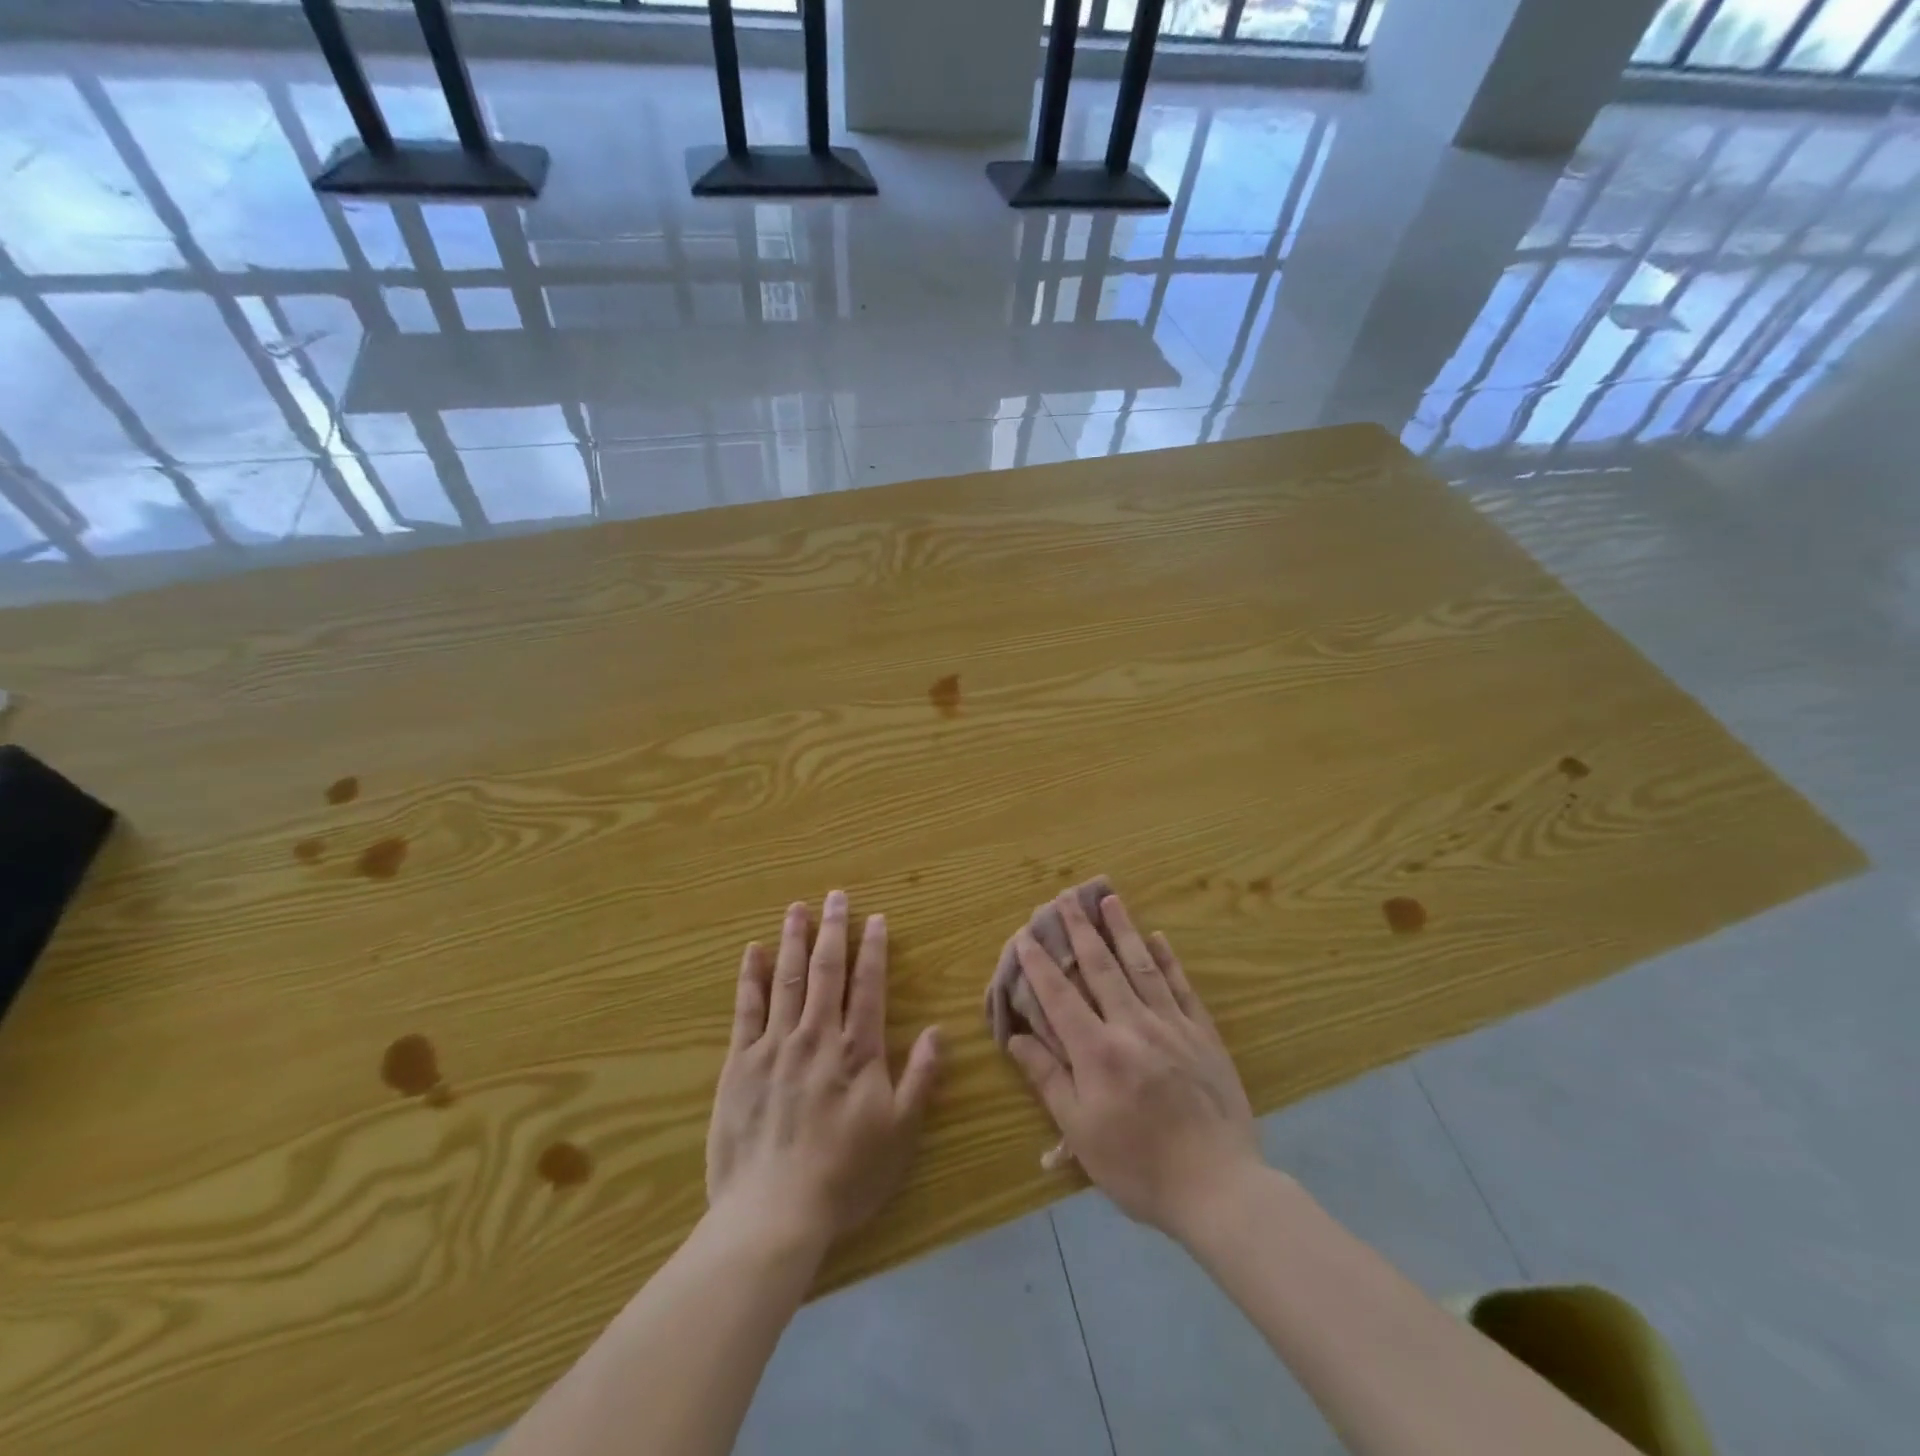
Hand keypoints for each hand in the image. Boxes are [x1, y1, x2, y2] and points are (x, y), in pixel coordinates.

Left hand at [706, 892, 941, 1251]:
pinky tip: (754, 952)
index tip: (874, 918)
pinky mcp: (739, 1063)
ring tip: (798, 908)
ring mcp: (774, 1046)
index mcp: (857, 1051)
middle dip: (833, 930)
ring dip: (794, 940)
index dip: (873, 949)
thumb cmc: (844, 1176)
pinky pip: (746, 1010)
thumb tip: (939, 1030)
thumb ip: (920, 1078)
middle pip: (827, 971)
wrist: (773, 1214)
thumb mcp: (899, 1133)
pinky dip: (751, 977)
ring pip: (788, 979)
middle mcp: (816, 1036)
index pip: (868, 986)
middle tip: (836, 896)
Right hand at [1003, 890, 1260, 1240]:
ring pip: (1142, 966)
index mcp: (1098, 1051)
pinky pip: (1182, 987)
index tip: (1025, 935)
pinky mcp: (1203, 1035)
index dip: (1039, 964)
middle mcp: (1132, 1026)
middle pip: (1101, 967)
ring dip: (1123, 930)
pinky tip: (1160, 938)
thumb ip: (1048, 1079)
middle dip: (1081, 929)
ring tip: (1111, 898)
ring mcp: (1172, 1026)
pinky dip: (1169, 960)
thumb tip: (1017, 1038)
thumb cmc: (1140, 1166)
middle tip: (1067, 896)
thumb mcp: (1082, 1133)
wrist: (1220, 1188)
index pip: (1060, 996)